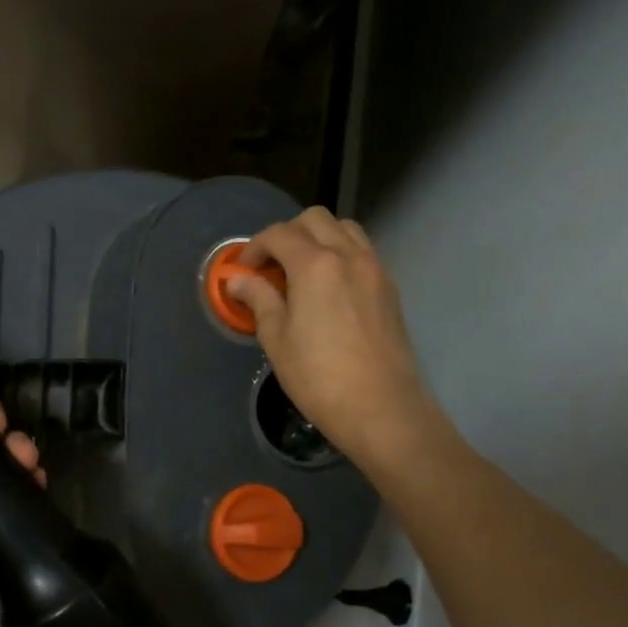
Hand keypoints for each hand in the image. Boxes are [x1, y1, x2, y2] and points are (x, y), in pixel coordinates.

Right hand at [227, 208, 437, 475]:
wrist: (380, 407)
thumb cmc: (318, 377)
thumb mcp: (277, 339)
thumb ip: (258, 300)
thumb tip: (238, 280)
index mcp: (315, 265)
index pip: (279, 234)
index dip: (255, 247)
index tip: (243, 271)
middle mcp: (348, 255)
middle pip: (315, 220)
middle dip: (287, 234)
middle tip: (272, 267)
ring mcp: (375, 269)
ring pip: (345, 229)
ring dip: (318, 238)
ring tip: (302, 271)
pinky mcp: (389, 288)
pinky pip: (362, 252)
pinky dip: (341, 254)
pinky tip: (329, 288)